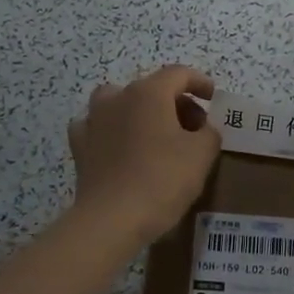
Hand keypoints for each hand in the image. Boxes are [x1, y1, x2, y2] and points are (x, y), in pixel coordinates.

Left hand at [69, 66, 220, 245]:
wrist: (112, 219)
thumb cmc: (163, 180)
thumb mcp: (202, 154)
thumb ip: (209, 133)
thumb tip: (203, 129)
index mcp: (149, 93)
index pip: (179, 74)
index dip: (199, 82)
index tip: (213, 98)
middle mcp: (118, 98)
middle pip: (151, 88)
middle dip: (175, 102)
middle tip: (193, 127)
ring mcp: (94, 121)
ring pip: (119, 102)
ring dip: (139, 111)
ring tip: (154, 133)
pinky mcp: (80, 147)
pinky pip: (97, 127)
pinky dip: (111, 131)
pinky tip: (120, 146)